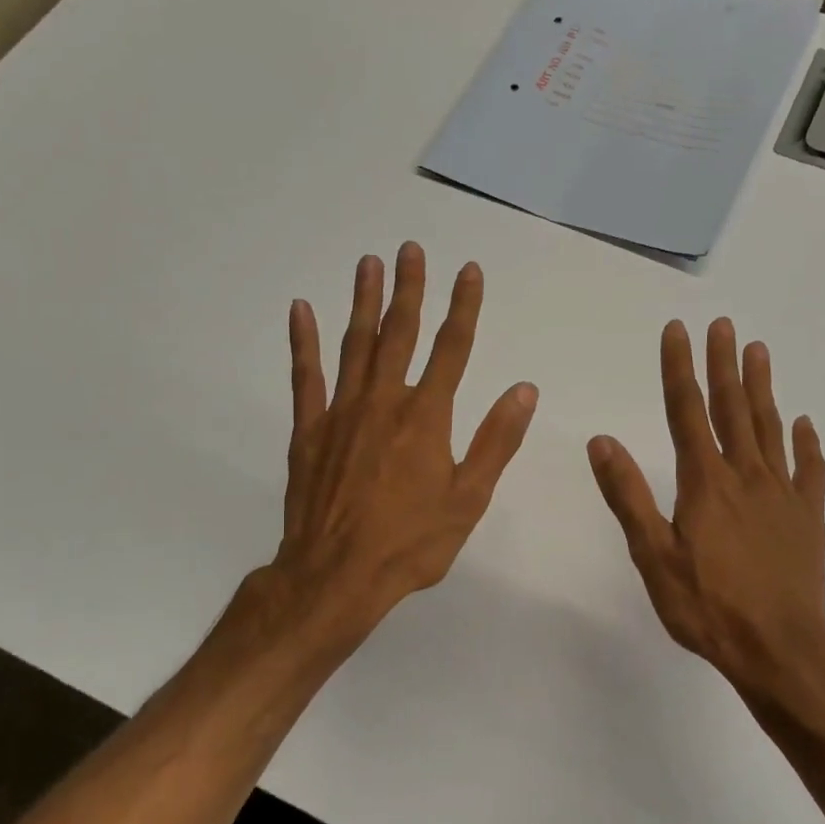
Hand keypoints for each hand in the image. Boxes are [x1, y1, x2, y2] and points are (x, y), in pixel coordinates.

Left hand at [268, 242, 537, 637]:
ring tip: (368, 263)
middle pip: (399, 334)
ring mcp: (341, 413)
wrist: (336, 576)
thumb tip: (523, 390)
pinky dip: (303, 342)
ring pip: (354, 344)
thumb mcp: (468, 499)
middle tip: (410, 248)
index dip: (463, 307)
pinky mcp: (309, 431)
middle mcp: (384, 402)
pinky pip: (306, 376)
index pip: (452, 349)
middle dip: (409, 289)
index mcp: (427, 418)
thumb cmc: (411, 543)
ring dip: (363, 302)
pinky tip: (301, 310)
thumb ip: (496, 442)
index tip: (469, 271)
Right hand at [588, 318, 824, 742]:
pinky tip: (804, 423)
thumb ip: (628, 496)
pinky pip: (809, 470)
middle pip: (733, 409)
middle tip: (724, 325)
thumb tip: (602, 441)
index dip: (680, 369)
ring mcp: (782, 494)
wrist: (779, 649)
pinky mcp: (807, 517)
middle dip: (724, 364)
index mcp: (705, 483)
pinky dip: (807, 443)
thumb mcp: (654, 556)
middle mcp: (746, 476)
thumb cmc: (708, 607)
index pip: (687, 412)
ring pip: (771, 429)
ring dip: (762, 388)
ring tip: (759, 350)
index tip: (678, 331)